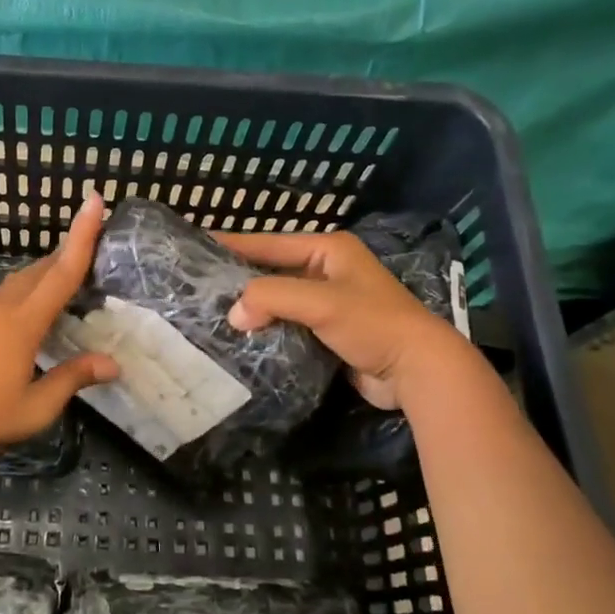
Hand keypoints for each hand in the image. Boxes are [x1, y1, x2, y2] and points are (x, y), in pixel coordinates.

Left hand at [0, 190, 119, 460]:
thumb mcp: (35, 407)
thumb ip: (72, 379)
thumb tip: (113, 364)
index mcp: (24, 321)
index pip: (62, 271)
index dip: (82, 236)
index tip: (95, 200)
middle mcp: (5, 305)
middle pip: (44, 267)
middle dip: (70, 250)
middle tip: (98, 242)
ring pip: (25, 277)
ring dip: (50, 269)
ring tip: (74, 270)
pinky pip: (12, 290)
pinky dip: (33, 285)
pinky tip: (39, 303)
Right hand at [219, 229, 463, 409]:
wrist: (418, 370)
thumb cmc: (373, 324)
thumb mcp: (320, 302)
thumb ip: (272, 298)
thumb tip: (234, 314)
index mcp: (328, 249)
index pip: (269, 243)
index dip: (233, 245)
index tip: (196, 248)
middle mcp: (327, 269)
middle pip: (271, 271)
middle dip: (239, 281)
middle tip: (198, 287)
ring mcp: (328, 302)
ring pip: (278, 299)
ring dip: (252, 308)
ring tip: (211, 313)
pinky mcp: (328, 331)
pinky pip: (287, 323)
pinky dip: (267, 328)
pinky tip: (241, 337)